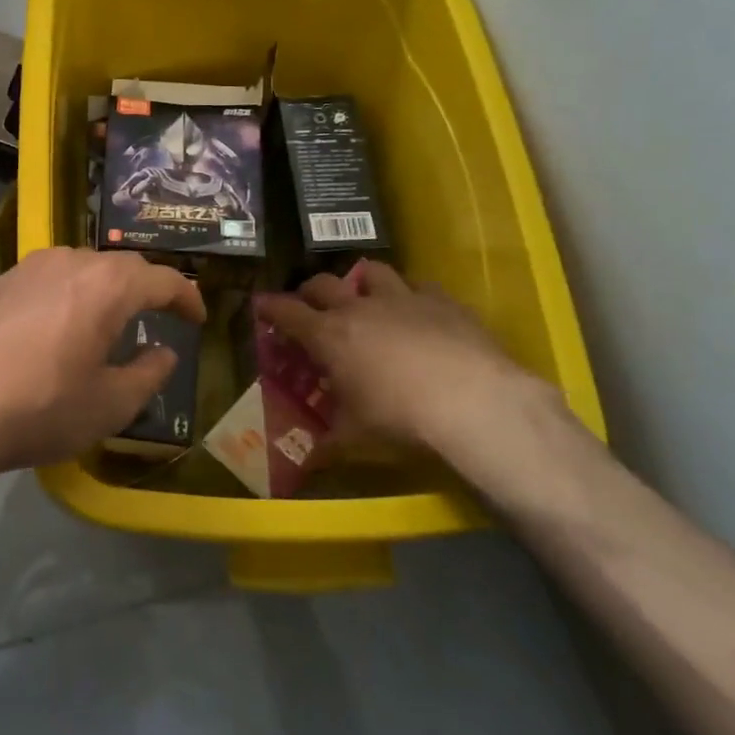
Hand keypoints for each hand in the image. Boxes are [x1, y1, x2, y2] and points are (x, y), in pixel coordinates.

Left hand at [0, 248, 207, 479]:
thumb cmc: (43, 406)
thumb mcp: (111, 404)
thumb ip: (148, 373)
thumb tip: (164, 352)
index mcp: (108, 285)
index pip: (163, 279)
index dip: (187, 297)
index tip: (197, 319)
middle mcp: (70, 262)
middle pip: (122, 266)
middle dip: (147, 288)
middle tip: (160, 316)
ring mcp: (29, 268)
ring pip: (82, 267)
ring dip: (105, 288)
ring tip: (111, 319)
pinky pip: (49, 279)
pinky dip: (69, 294)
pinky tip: (60, 325)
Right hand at [258, 262, 560, 465]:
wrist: (473, 402)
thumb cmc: (400, 419)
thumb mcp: (356, 437)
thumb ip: (327, 443)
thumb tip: (307, 462)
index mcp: (329, 335)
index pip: (286, 312)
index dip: (270, 307)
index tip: (261, 305)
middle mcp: (359, 307)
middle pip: (322, 283)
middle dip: (310, 292)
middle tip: (310, 306)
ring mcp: (402, 298)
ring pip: (372, 272)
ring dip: (361, 282)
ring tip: (364, 296)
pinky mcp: (442, 301)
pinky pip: (419, 286)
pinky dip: (411, 295)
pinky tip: (418, 311)